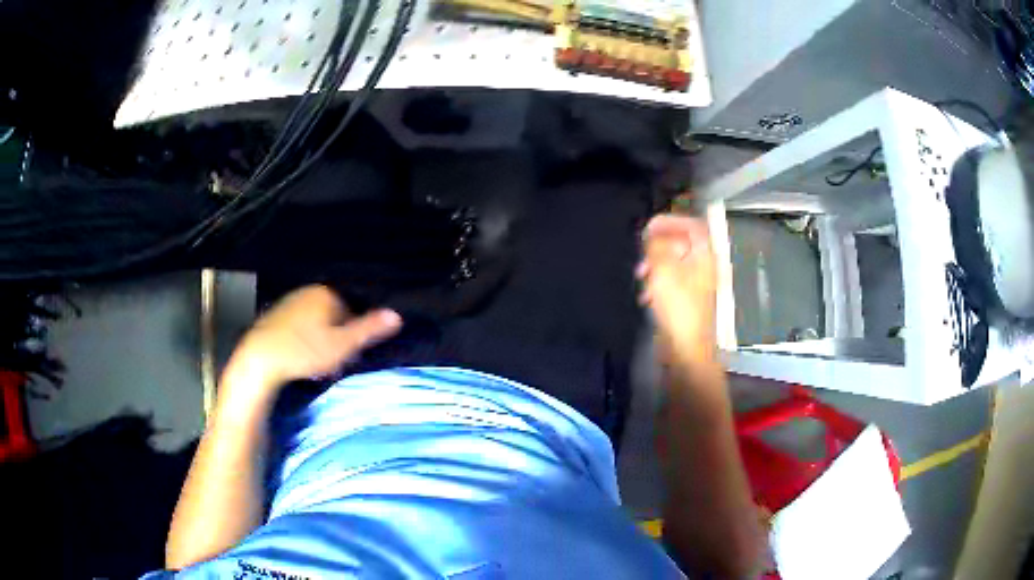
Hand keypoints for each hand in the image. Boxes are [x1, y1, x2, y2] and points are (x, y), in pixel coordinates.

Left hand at [224, 285, 401, 399]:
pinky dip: (303, 336)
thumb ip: (368, 329)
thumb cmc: (304, 352)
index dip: (354, 330)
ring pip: (315, 317)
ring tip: (316, 359)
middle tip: (334, 357)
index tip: (350, 351)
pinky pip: (298, 323)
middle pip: (334, 310)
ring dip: (320, 334)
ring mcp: (289, 302)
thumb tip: (397, 314)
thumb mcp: (342, 346)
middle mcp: (307, 291)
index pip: (352, 306)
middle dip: (337, 331)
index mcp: (326, 293)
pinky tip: (299, 354)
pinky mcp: (275, 316)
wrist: (259, 360)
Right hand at [636, 214, 717, 366]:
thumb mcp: (663, 270)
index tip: (650, 225)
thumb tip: (652, 234)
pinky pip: (672, 281)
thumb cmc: (678, 308)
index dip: (671, 221)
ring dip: (655, 265)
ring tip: (642, 276)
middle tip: (642, 253)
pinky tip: (647, 295)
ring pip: (674, 263)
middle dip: (658, 246)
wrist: (686, 349)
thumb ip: (657, 246)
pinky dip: (658, 282)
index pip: (693, 225)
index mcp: (705, 256)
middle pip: (682, 243)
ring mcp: (697, 284)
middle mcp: (705, 267)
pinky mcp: (688, 300)